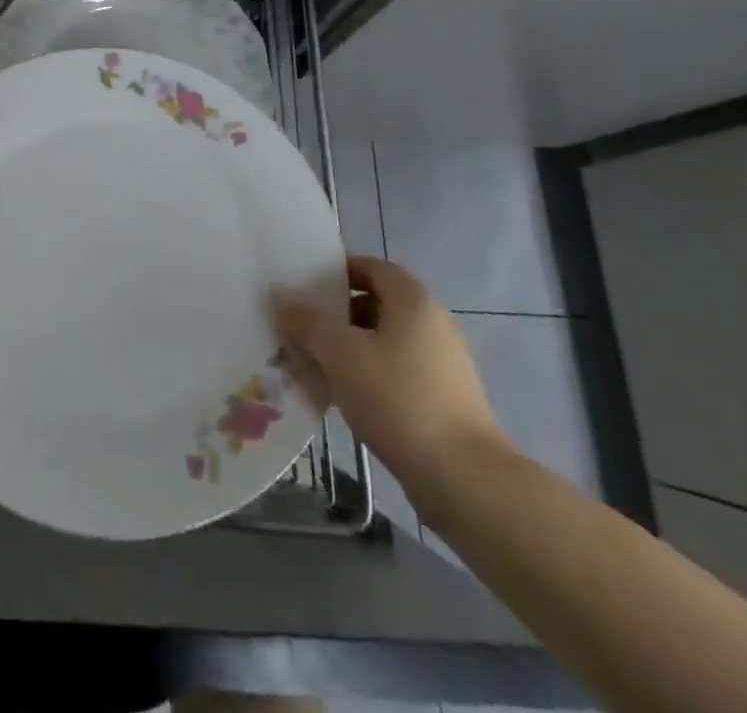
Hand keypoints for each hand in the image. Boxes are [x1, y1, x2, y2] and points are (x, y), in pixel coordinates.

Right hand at [273, 256, 507, 491]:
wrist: (464, 479)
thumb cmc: (398, 398)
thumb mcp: (340, 353)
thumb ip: (307, 321)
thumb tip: (282, 297)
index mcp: (413, 301)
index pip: (373, 267)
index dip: (339, 271)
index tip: (305, 285)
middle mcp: (433, 324)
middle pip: (377, 304)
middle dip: (337, 313)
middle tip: (301, 325)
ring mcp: (442, 364)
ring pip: (384, 341)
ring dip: (349, 347)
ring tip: (313, 362)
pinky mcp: (442, 400)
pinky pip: (395, 372)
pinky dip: (367, 375)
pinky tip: (341, 394)